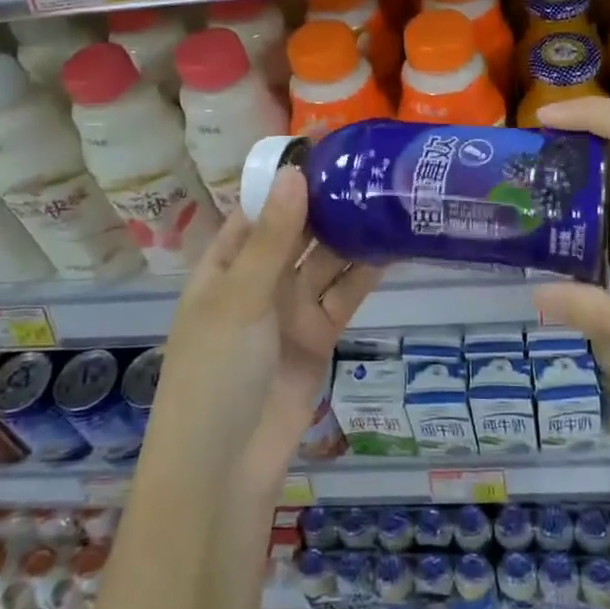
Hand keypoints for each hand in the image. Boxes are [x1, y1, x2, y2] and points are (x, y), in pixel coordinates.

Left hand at [152, 168, 380, 487]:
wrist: (226, 465)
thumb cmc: (216, 371)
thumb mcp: (240, 298)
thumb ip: (273, 238)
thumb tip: (295, 172)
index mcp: (226, 264)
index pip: (259, 207)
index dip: (288, 177)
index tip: (328, 143)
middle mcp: (259, 279)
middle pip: (297, 230)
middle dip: (328, 201)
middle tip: (373, 164)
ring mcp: (291, 307)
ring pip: (326, 260)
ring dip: (352, 233)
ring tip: (390, 196)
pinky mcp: (320, 334)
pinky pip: (344, 294)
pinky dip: (366, 272)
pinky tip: (393, 244)